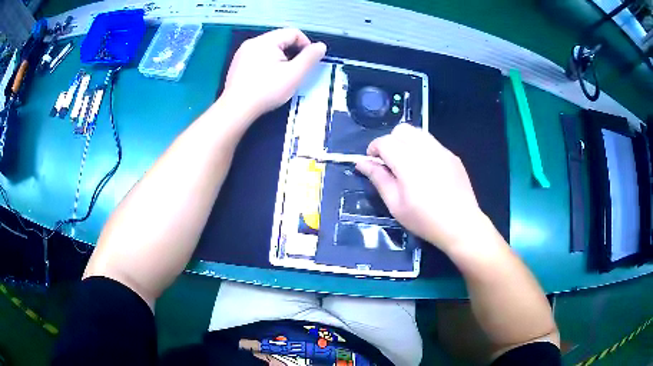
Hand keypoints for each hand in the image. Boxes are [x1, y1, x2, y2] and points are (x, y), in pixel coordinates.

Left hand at [222, 28, 326, 118]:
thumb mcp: (294, 74)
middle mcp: (252, 43)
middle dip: (292, 53)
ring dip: (280, 59)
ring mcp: (243, 53)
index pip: (293, 33)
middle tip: (295, 71)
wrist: (236, 109)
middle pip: (281, 40)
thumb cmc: (265, 91)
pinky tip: (268, 79)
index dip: (306, 45)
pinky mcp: (238, 64)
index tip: (308, 61)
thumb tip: (321, 47)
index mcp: (266, 41)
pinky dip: (267, 64)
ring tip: (282, 76)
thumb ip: (310, 58)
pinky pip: (258, 57)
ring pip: (270, 49)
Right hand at [356, 123, 485, 249]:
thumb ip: (378, 179)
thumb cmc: (425, 220)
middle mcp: (426, 150)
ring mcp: (442, 151)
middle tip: (390, 163)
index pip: (385, 141)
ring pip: (418, 133)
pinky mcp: (453, 156)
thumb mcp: (395, 204)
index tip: (373, 163)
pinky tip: (426, 170)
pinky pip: (432, 143)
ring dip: (406, 142)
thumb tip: (361, 163)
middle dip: (390, 141)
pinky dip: (422, 149)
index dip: (374, 149)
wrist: (461, 225)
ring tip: (407, 164)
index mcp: (409, 163)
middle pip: (402, 130)